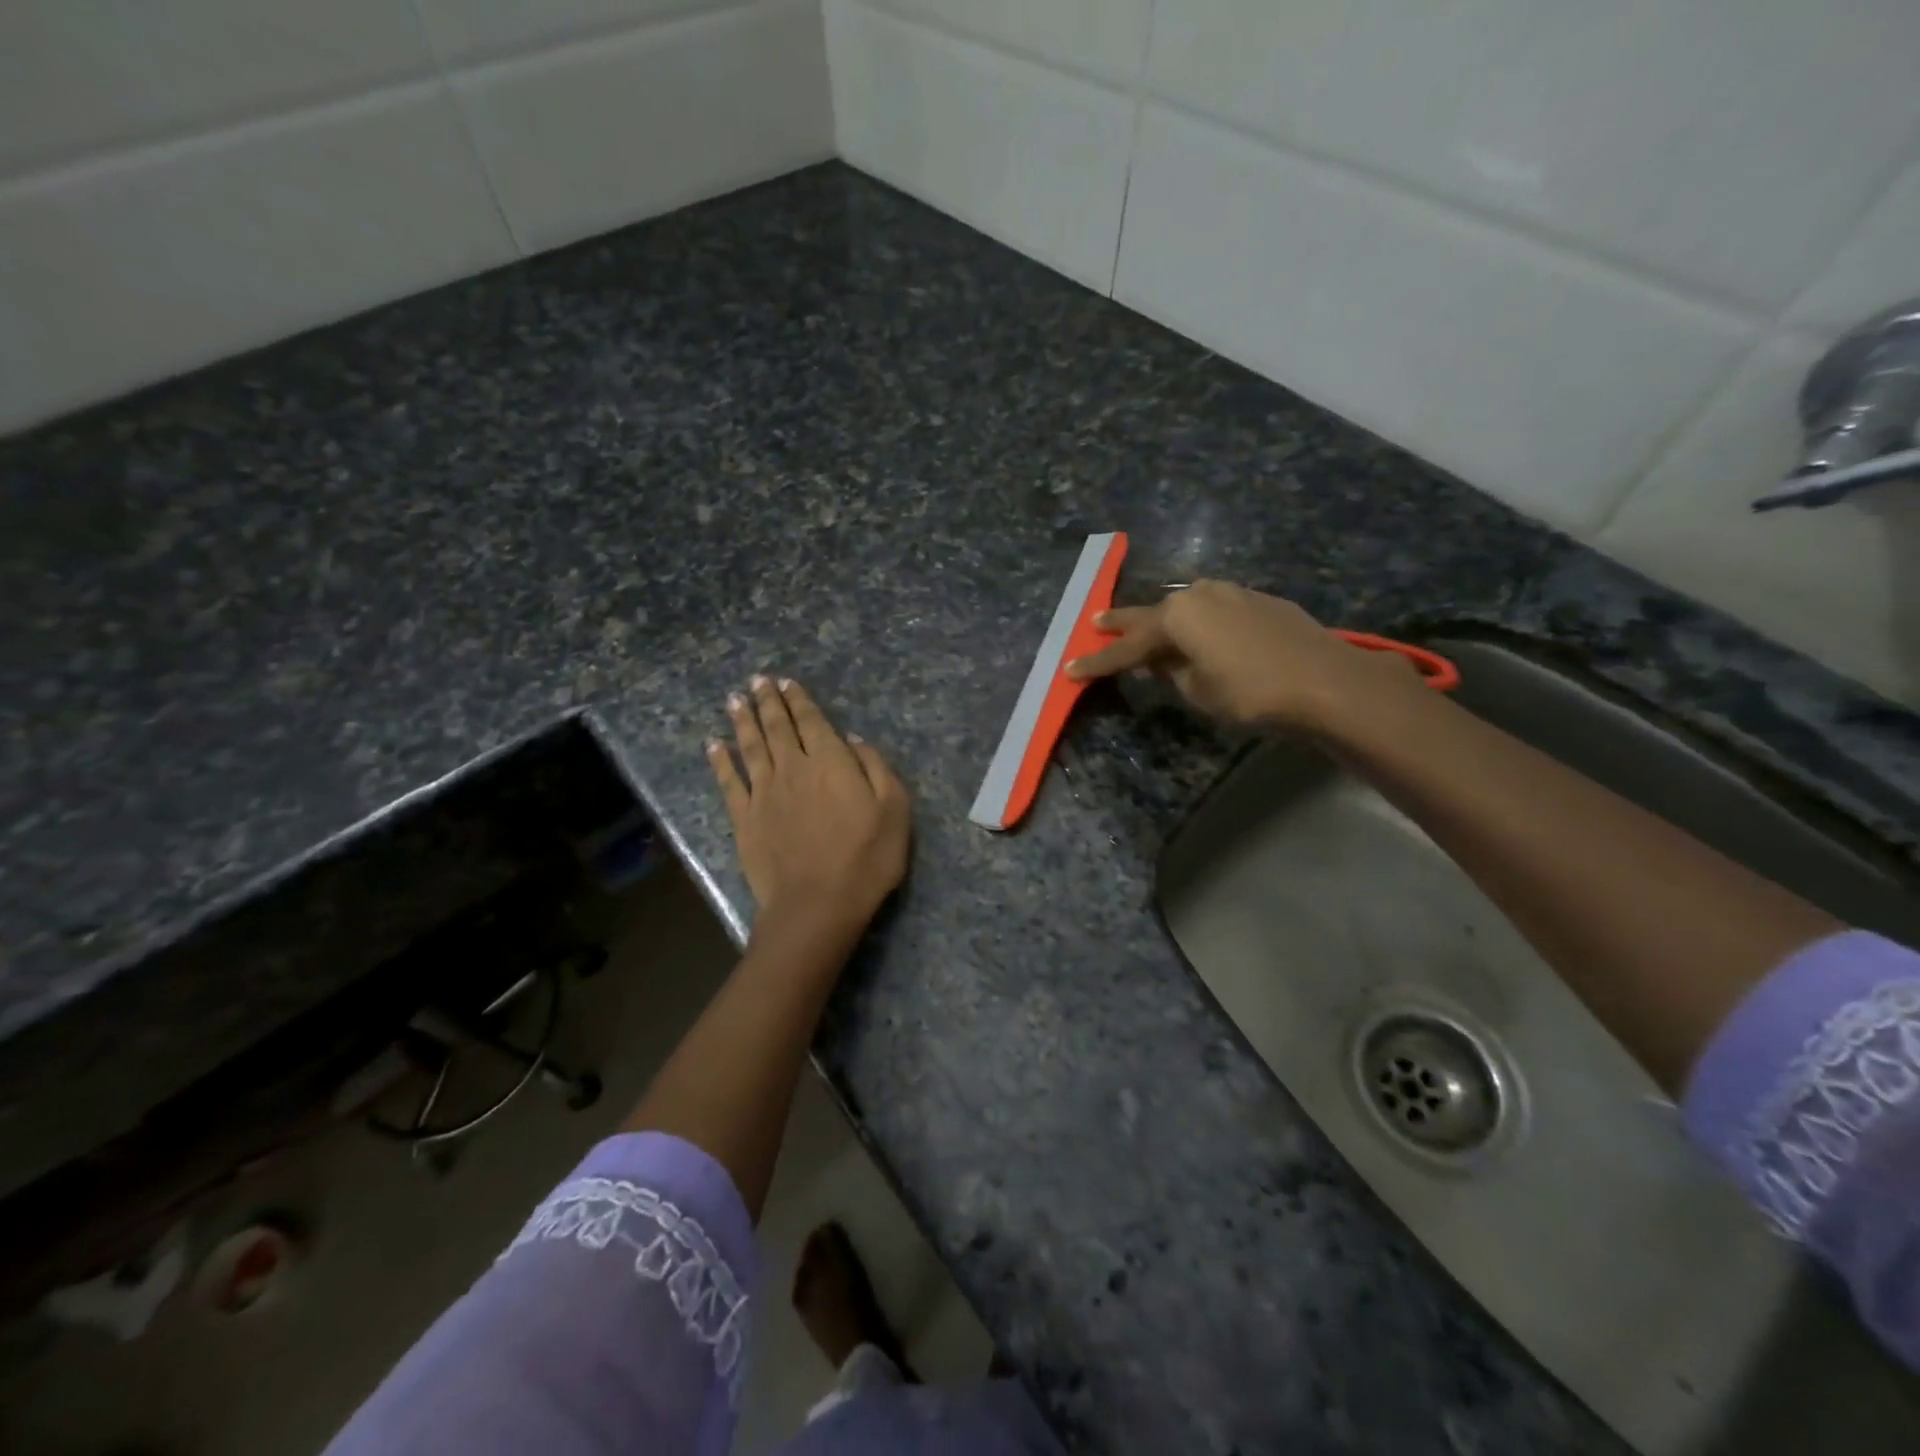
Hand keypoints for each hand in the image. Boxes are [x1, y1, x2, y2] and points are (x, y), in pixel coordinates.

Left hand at [708, 676, 910, 935]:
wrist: (817, 904)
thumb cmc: (866, 858)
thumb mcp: (894, 810)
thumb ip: (876, 768)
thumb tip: (853, 739)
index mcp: (831, 762)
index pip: (812, 721)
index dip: (798, 700)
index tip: (785, 682)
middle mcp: (793, 768)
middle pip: (777, 727)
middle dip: (767, 701)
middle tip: (756, 681)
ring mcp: (764, 793)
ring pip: (750, 747)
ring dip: (742, 721)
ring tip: (734, 699)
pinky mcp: (744, 819)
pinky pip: (729, 782)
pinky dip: (720, 761)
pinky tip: (713, 745)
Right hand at [1066, 580, 1416, 732]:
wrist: (1325, 681)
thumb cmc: (1252, 692)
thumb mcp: (1199, 690)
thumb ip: (1173, 672)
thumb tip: (1162, 662)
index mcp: (1177, 617)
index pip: (1127, 647)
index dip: (1098, 662)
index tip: (1070, 669)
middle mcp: (1200, 595)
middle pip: (1151, 614)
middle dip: (1122, 623)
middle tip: (1095, 622)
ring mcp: (1232, 593)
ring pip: (1185, 608)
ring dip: (1164, 620)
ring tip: (1147, 629)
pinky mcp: (1259, 601)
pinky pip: (1214, 611)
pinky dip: (1199, 623)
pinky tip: (1200, 634)